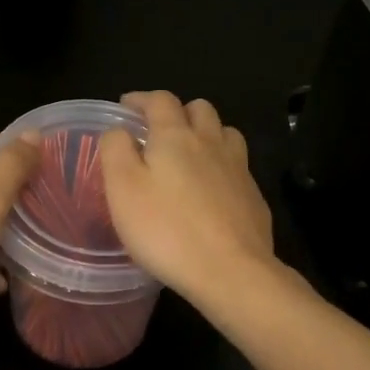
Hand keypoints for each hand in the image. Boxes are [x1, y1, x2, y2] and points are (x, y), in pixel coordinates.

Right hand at [99, 91, 276, 302]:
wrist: (231, 270)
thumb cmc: (166, 229)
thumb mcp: (122, 188)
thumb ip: (116, 150)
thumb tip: (119, 130)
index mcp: (175, 136)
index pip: (159, 100)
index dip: (140, 99)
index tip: (126, 107)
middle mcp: (210, 142)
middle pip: (199, 108)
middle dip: (177, 111)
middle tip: (158, 131)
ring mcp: (238, 168)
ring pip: (224, 132)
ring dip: (205, 132)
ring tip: (189, 153)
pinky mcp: (253, 195)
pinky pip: (237, 165)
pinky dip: (221, 164)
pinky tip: (211, 188)